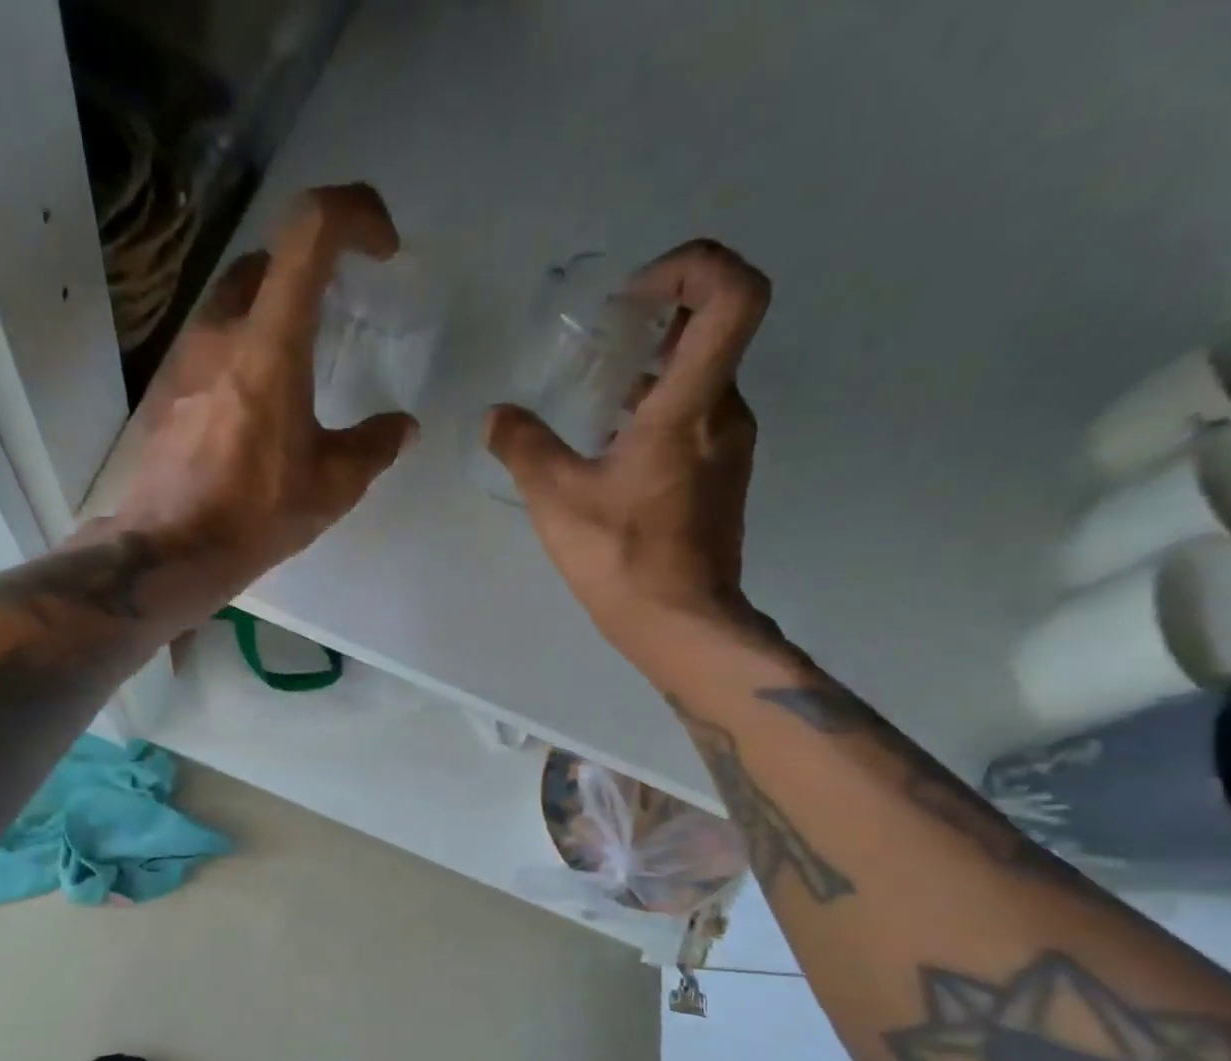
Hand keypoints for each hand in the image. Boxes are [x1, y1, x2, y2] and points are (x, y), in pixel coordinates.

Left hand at [115, 184, 418, 599]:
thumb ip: (374, 446)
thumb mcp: (332, 486)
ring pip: (235, 299)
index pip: (310, 229)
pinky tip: (257, 406)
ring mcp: (184, 354)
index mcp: (270, 341)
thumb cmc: (254, 514)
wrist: (169, 549)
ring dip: (273, 310)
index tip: (382, 251)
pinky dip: (243, 348)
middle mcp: (221, 329)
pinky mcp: (165, 385)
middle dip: (313, 269)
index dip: (355, 213)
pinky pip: (212, 342)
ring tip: (299, 368)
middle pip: (269, 258)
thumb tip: (402, 427)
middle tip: (339, 314)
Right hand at [484, 239, 772, 662]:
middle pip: (713, 332)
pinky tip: (611, 450)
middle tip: (601, 341)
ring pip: (701, 380)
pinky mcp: (722, 479)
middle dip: (658, 320)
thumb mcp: (556, 499)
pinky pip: (696, 420)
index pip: (734, 294)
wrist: (680, 624)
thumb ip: (524, 447)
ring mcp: (729, 448)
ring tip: (595, 399)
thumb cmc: (622, 557)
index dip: (694, 266)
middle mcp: (724, 414)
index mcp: (691, 406)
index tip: (635, 295)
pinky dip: (658, 413)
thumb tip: (496, 416)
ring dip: (653, 373)